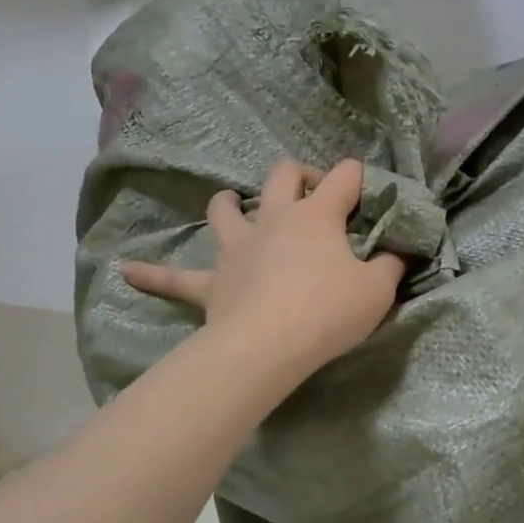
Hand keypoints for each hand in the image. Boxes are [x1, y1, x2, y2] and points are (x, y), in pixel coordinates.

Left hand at [119, 159, 404, 378]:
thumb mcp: (377, 290)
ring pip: (225, 210)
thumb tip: (398, 253)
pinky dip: (151, 274)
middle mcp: (273, 220)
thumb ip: (390, 266)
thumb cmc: (328, 312)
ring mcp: (237, 249)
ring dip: (230, 203)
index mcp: (316, 216)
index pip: (344, 177)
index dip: (360, 178)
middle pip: (281, 176)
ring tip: (233, 204)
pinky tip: (125, 271)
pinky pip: (174, 278)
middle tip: (312, 193)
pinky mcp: (211, 284)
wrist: (268, 347)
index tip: (370, 194)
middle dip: (299, 175)